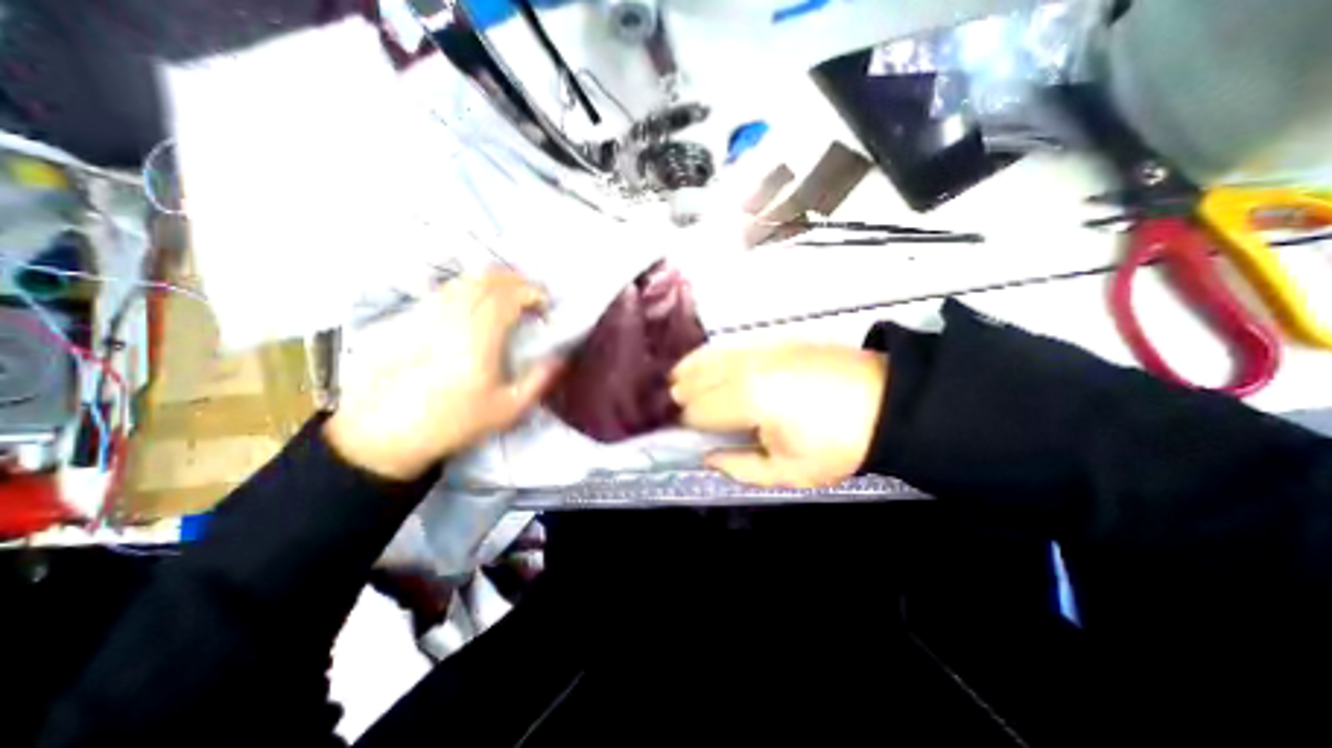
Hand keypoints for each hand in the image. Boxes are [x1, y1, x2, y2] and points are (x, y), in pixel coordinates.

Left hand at [323, 272, 558, 482]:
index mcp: (479, 339)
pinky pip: (445, 289)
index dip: (530, 293)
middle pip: (486, 282)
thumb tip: (560, 357)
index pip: (507, 298)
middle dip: (515, 282)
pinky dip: (468, 286)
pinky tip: (477, 300)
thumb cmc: (455, 421)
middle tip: (532, 295)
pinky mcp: (413, 319)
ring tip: (509, 294)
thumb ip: (538, 380)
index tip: (545, 304)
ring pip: (464, 281)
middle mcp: (454, 319)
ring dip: (492, 281)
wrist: (388, 432)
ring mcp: (430, 315)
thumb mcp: (507, 410)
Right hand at [679, 344, 881, 489]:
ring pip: (708, 357)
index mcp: (747, 401)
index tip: (690, 434)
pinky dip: (710, 355)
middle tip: (680, 410)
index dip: (689, 424)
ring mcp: (759, 349)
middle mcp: (745, 369)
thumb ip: (739, 467)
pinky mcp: (773, 340)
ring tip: (678, 381)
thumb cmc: (836, 444)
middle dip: (684, 396)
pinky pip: (729, 345)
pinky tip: (705, 361)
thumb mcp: (788, 472)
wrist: (884, 402)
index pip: (698, 411)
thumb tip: (708, 457)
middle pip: (696, 380)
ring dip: (689, 371)